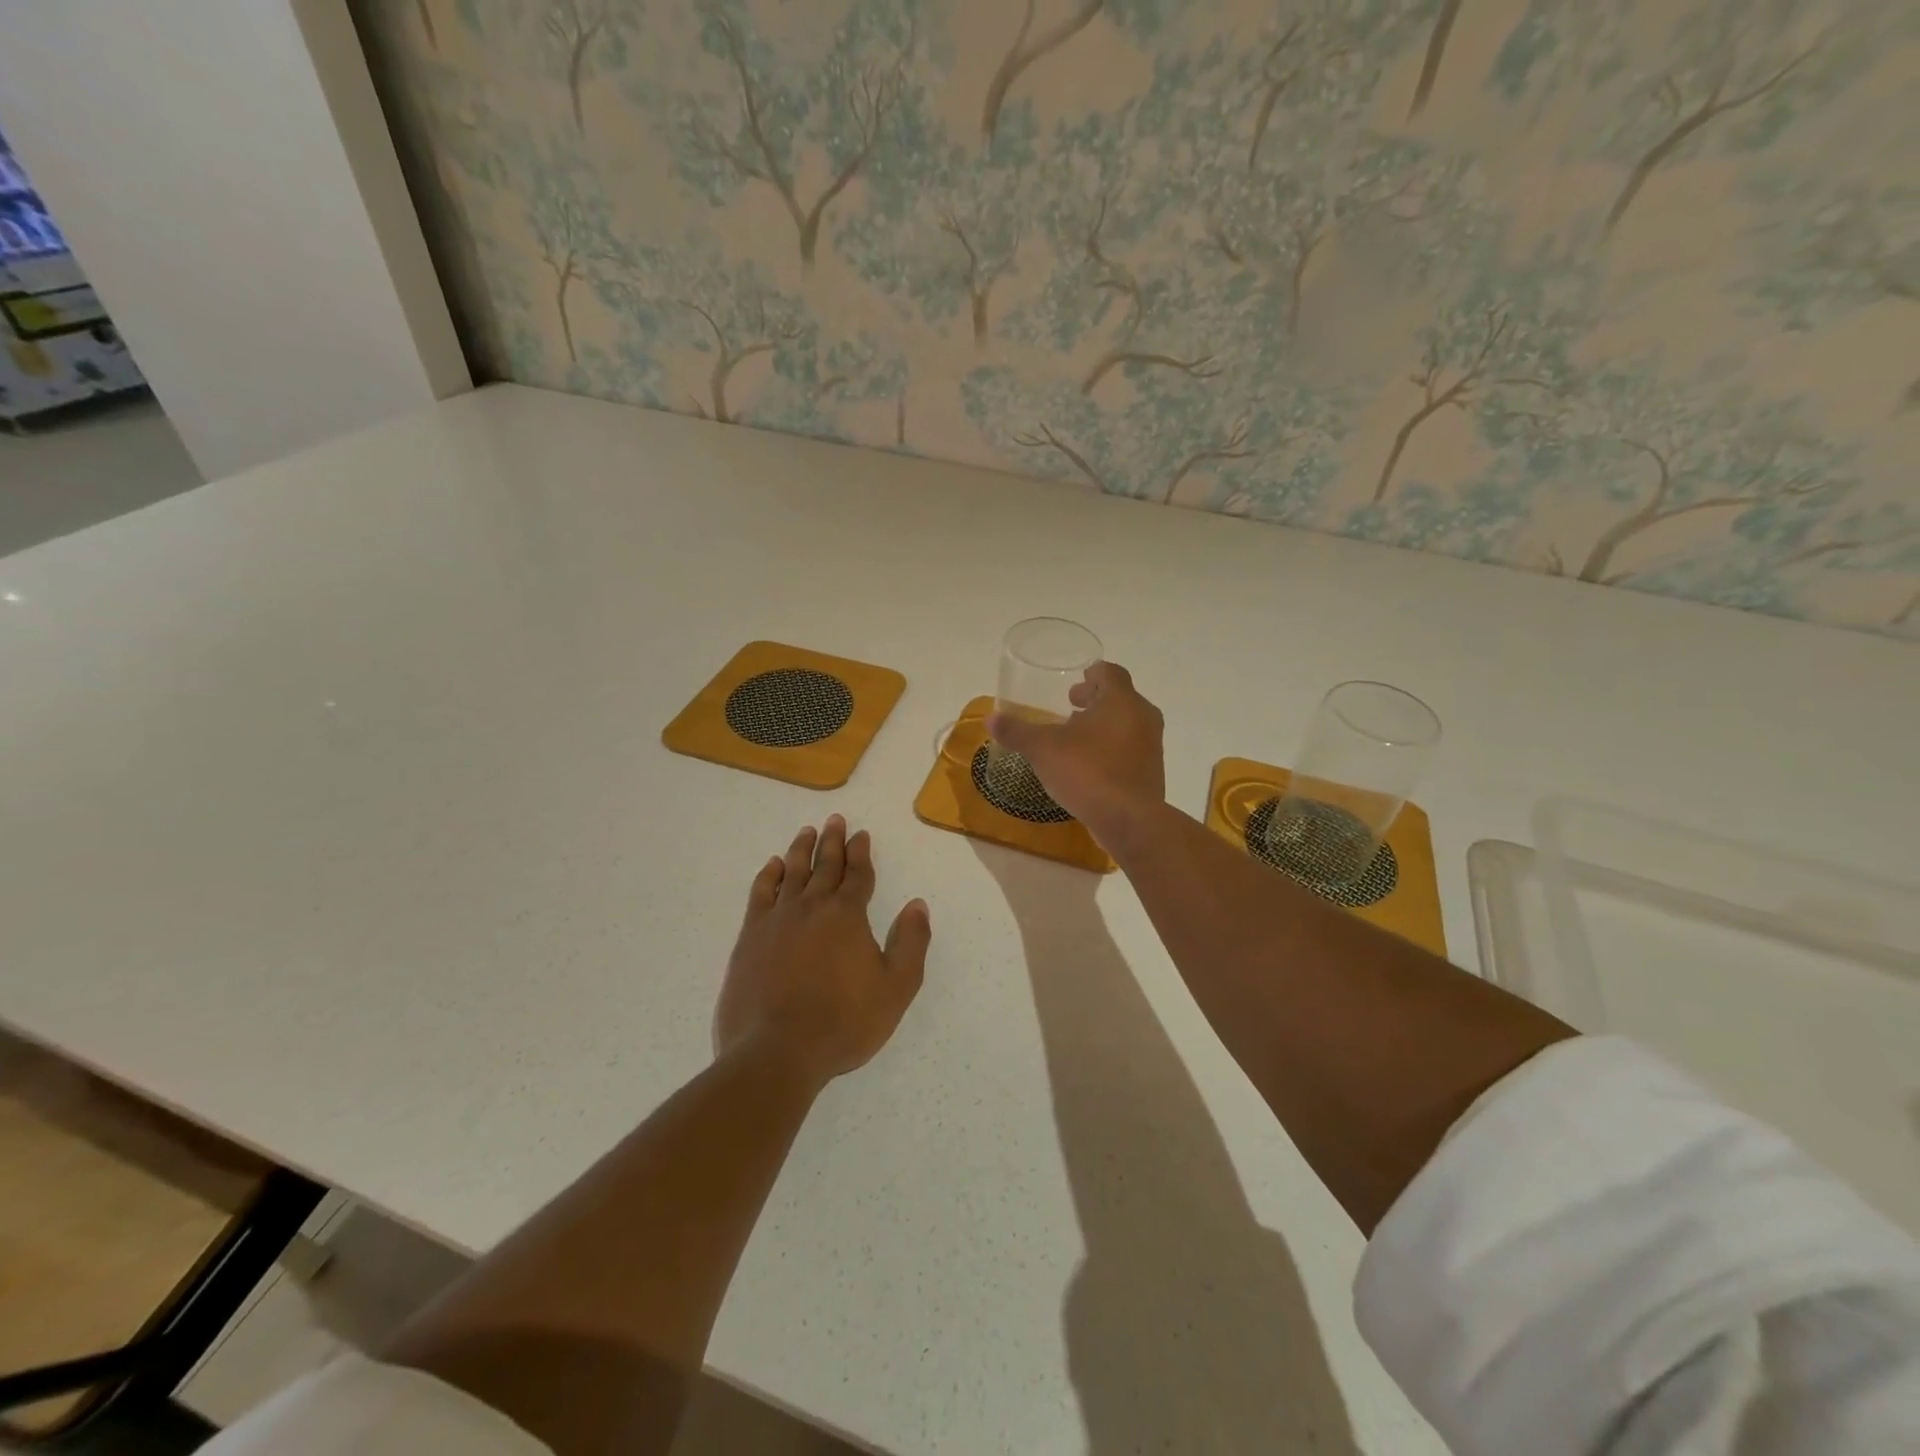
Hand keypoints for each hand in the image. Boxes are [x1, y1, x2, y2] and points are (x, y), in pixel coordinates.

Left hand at [716, 816, 930, 1086]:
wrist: (777, 1051)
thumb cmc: (843, 1022)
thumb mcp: (896, 988)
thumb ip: (911, 943)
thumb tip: (917, 905)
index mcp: (847, 916)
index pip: (858, 875)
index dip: (861, 853)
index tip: (861, 834)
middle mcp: (812, 907)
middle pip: (824, 865)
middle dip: (833, 841)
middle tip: (835, 819)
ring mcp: (777, 920)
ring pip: (792, 873)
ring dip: (801, 850)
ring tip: (806, 832)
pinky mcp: (750, 937)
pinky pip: (760, 894)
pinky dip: (768, 876)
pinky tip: (773, 866)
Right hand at [986, 661, 1165, 846]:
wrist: (1128, 820)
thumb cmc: (1087, 771)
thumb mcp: (1043, 749)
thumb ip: (1017, 731)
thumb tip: (991, 719)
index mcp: (1121, 701)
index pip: (1110, 673)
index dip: (1092, 674)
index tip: (1076, 682)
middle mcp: (1143, 718)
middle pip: (1121, 698)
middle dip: (1095, 701)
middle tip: (1072, 708)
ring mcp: (1152, 747)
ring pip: (1128, 725)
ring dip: (1104, 726)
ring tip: (1077, 739)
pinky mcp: (1152, 773)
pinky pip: (1131, 751)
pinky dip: (1112, 750)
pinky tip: (1090, 767)